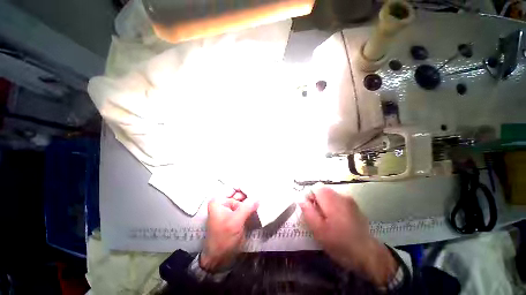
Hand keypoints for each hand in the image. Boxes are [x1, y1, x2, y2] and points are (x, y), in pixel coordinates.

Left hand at [200, 190, 258, 272]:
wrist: (220, 258)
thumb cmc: (223, 238)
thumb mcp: (235, 221)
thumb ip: (247, 207)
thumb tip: (259, 196)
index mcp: (219, 201)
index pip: (233, 187)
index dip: (244, 185)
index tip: (257, 184)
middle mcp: (225, 202)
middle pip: (239, 192)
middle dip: (250, 191)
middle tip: (263, 188)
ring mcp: (231, 209)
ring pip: (244, 199)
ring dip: (252, 198)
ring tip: (264, 194)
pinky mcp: (237, 215)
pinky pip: (246, 207)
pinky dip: (252, 205)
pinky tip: (261, 202)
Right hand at [298, 186, 397, 286]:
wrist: (367, 254)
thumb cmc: (339, 243)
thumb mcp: (318, 230)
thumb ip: (308, 211)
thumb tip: (300, 198)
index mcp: (332, 200)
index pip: (315, 187)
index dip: (309, 196)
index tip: (310, 210)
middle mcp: (341, 195)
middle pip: (322, 190)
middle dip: (317, 200)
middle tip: (318, 217)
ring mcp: (349, 199)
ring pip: (329, 195)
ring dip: (324, 203)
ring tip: (327, 220)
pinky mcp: (354, 205)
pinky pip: (337, 199)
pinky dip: (333, 206)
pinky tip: (337, 220)